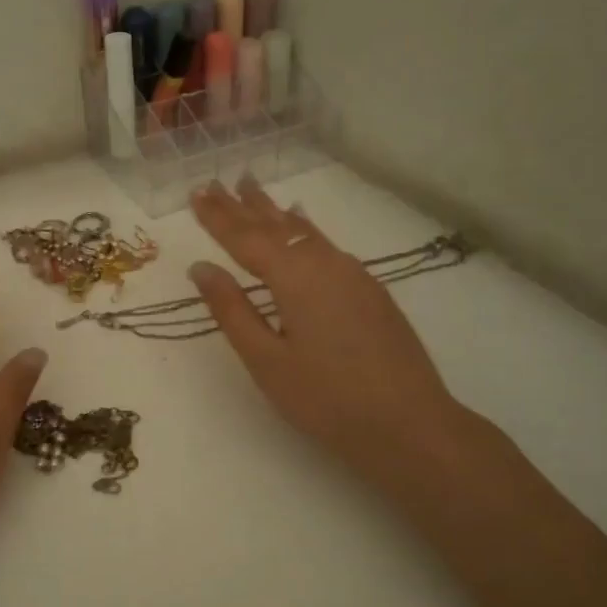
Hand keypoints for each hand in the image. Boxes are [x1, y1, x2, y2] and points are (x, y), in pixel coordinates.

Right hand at [187, 178, 473, 492]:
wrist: (410, 424)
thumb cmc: (327, 399)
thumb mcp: (266, 360)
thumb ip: (232, 310)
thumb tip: (201, 268)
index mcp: (295, 277)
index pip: (245, 238)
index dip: (217, 217)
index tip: (196, 192)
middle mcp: (325, 264)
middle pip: (275, 227)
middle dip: (243, 205)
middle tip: (218, 182)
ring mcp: (354, 274)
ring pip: (304, 231)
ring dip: (274, 211)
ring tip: (253, 189)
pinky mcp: (371, 290)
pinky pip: (326, 245)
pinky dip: (304, 228)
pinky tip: (303, 225)